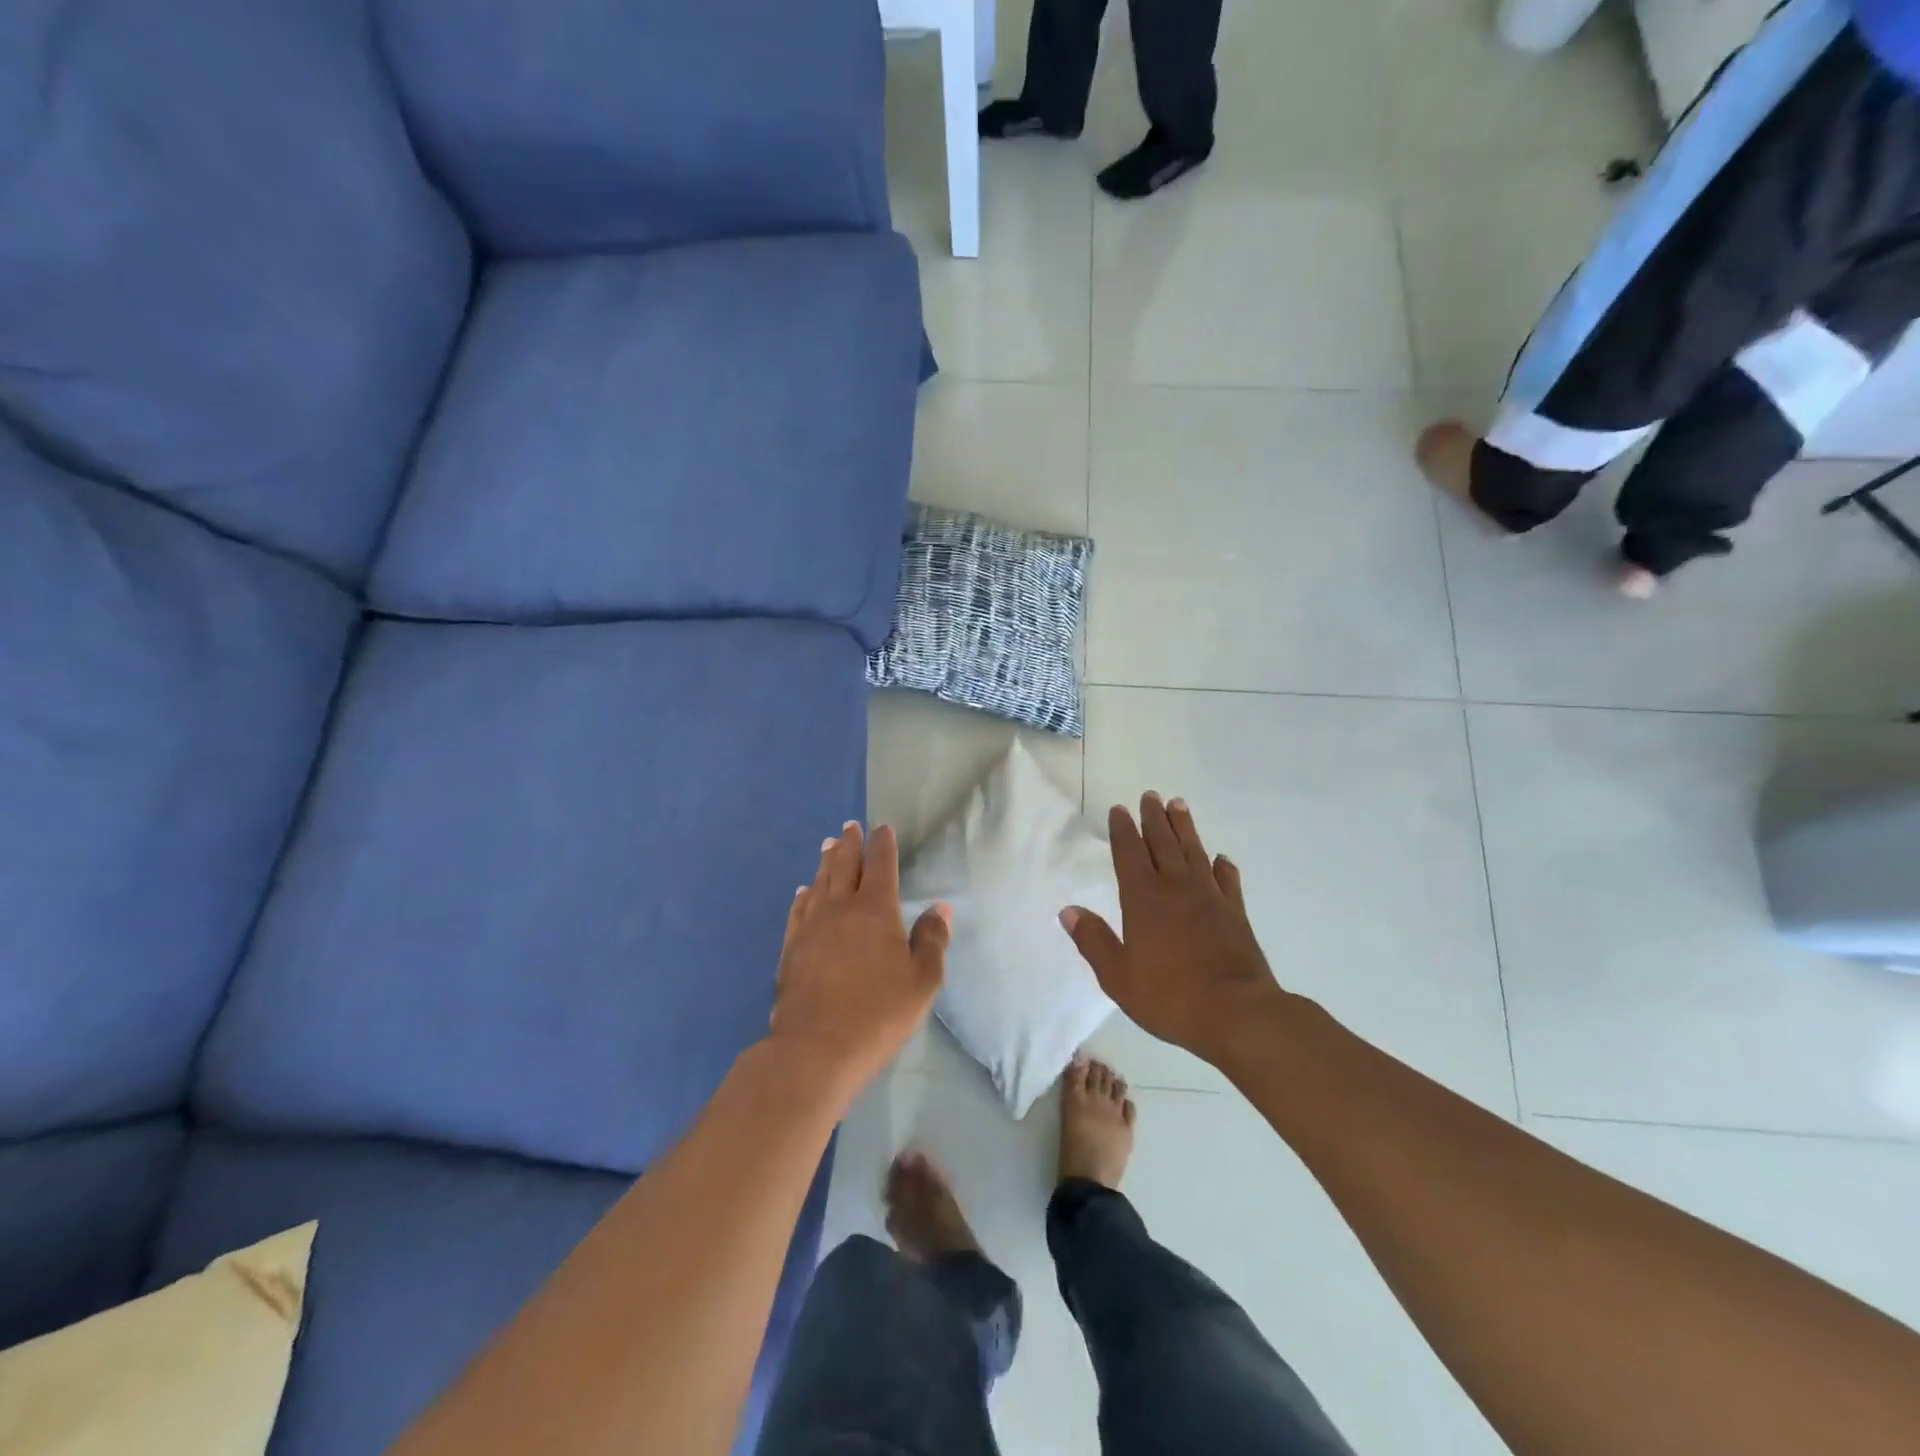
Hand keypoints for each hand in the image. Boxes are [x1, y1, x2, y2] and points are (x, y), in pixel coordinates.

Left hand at [768, 822, 949, 1102]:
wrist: (816, 1048)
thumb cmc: (878, 1013)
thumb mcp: (922, 981)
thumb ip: (932, 940)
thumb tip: (939, 907)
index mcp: (875, 910)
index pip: (880, 864)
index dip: (882, 843)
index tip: (882, 827)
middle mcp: (840, 908)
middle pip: (844, 866)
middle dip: (849, 844)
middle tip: (849, 827)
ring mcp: (811, 927)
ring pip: (819, 884)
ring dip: (825, 862)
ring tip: (827, 845)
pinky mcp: (791, 948)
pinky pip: (798, 910)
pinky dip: (803, 895)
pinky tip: (803, 892)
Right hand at [1060, 793, 1281, 1067]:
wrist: (1238, 1014)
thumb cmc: (1170, 997)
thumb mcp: (1118, 976)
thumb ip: (1093, 940)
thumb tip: (1068, 910)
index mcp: (1143, 899)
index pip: (1129, 854)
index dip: (1123, 830)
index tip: (1119, 809)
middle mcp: (1176, 888)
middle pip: (1162, 844)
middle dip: (1154, 819)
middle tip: (1150, 796)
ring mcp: (1210, 898)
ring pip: (1194, 853)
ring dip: (1185, 829)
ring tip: (1179, 806)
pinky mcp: (1236, 914)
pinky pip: (1228, 881)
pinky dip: (1223, 867)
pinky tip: (1221, 859)